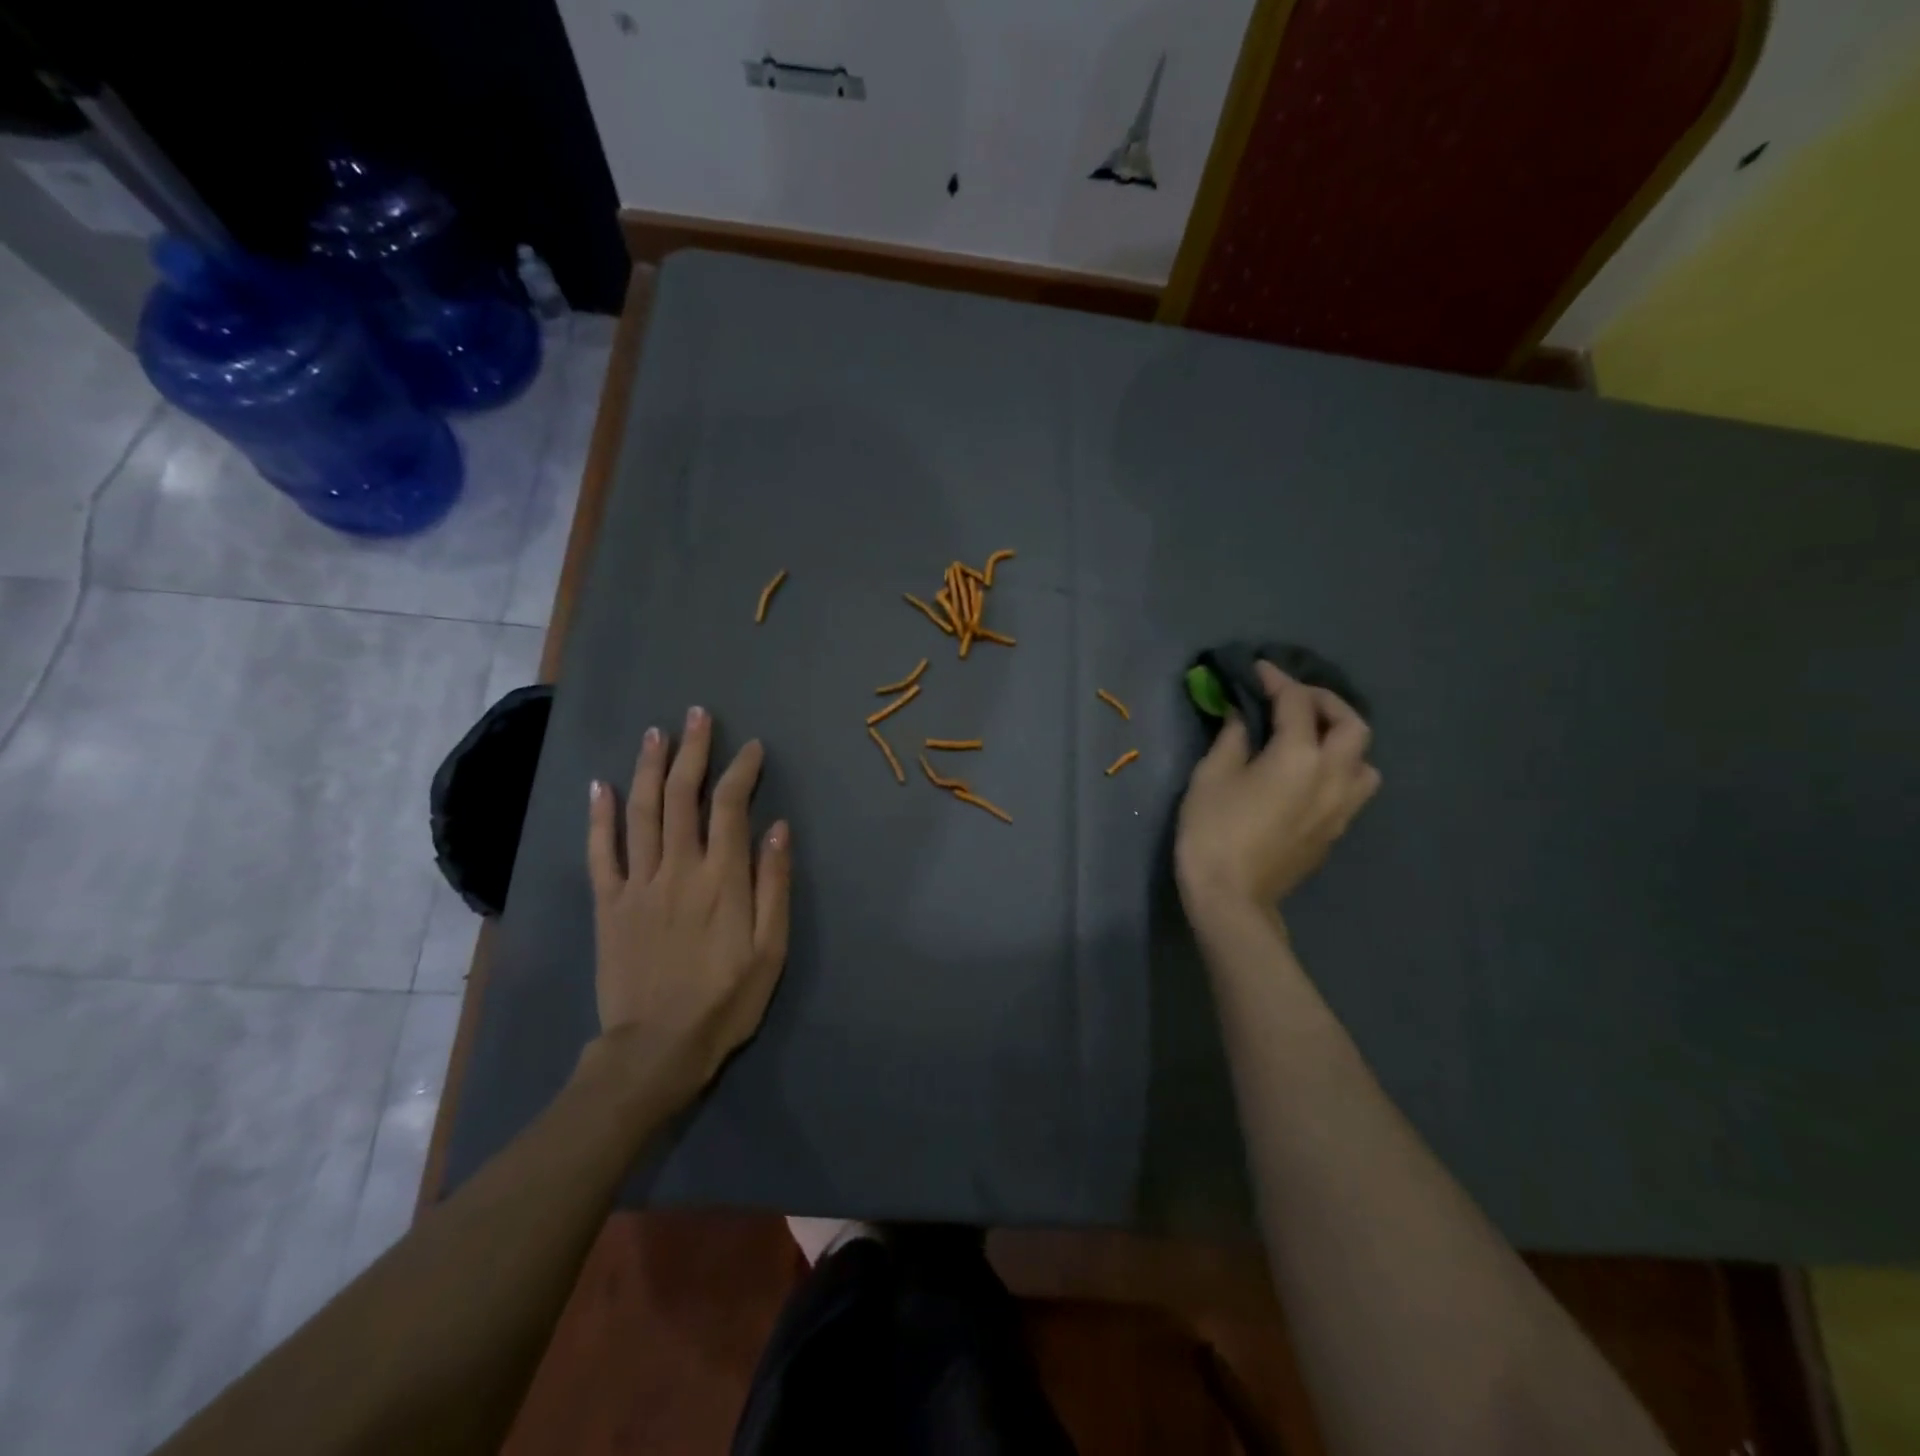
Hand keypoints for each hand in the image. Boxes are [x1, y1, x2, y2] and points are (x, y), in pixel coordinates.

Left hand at [585, 706, 791, 1094]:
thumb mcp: (771, 949)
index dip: (741, 770)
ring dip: (648, 767)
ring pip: (641, 812)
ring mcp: (637, 884)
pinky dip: (599, 816)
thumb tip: (777, 828)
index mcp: (722, 879)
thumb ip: (773, 885)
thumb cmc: (725, 1000)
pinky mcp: (608, 904)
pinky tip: (599, 786)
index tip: (751, 747)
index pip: (731, 807)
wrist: (657, 1048)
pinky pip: (600, 852)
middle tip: (697, 716)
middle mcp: (678, 868)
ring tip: (656, 733)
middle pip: (683, 796)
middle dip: (692, 751)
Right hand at [1175, 663, 1379, 926]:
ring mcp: (1341, 806)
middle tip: (1294, 698)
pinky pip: (1353, 786)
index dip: (1276, 680)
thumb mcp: (1212, 775)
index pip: (1296, 703)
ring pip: (1365, 760)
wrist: (1232, 897)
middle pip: (1351, 725)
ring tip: (1312, 737)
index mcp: (1299, 757)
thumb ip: (1232, 737)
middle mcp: (1332, 776)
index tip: (1257, 669)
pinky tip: (1309, 772)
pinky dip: (1339, 767)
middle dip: (1325, 702)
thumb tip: (1241, 714)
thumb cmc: (1213, 831)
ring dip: (1343, 739)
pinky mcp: (1337, 829)